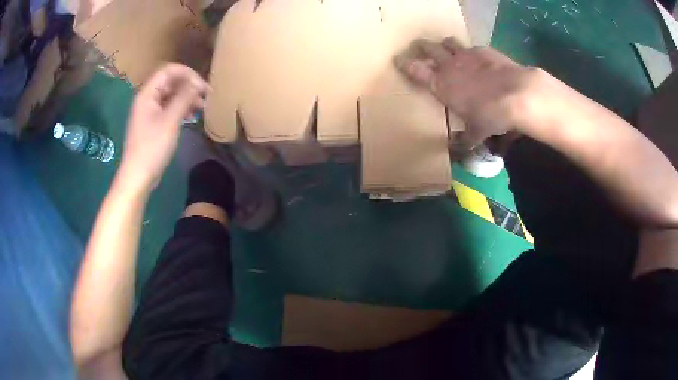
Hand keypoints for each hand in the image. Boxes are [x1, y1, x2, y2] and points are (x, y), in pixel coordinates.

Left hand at [119, 64, 207, 191]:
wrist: (138, 176)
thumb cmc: (152, 147)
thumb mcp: (170, 120)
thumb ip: (184, 98)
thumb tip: (197, 83)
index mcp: (147, 93)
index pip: (169, 70)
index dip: (187, 73)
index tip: (202, 86)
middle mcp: (147, 98)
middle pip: (170, 82)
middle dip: (189, 86)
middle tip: (206, 96)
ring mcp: (149, 111)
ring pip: (171, 95)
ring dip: (187, 98)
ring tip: (202, 107)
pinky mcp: (152, 123)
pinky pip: (168, 108)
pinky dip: (181, 108)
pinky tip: (192, 116)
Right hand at [396, 37, 541, 146]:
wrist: (517, 95)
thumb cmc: (491, 115)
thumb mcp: (477, 132)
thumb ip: (466, 139)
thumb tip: (459, 151)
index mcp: (441, 85)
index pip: (415, 70)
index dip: (404, 63)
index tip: (398, 59)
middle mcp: (449, 66)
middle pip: (428, 48)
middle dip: (421, 46)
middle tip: (418, 46)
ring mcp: (467, 55)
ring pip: (448, 42)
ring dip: (445, 45)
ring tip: (446, 47)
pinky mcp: (484, 51)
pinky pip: (472, 47)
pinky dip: (471, 52)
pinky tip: (478, 58)